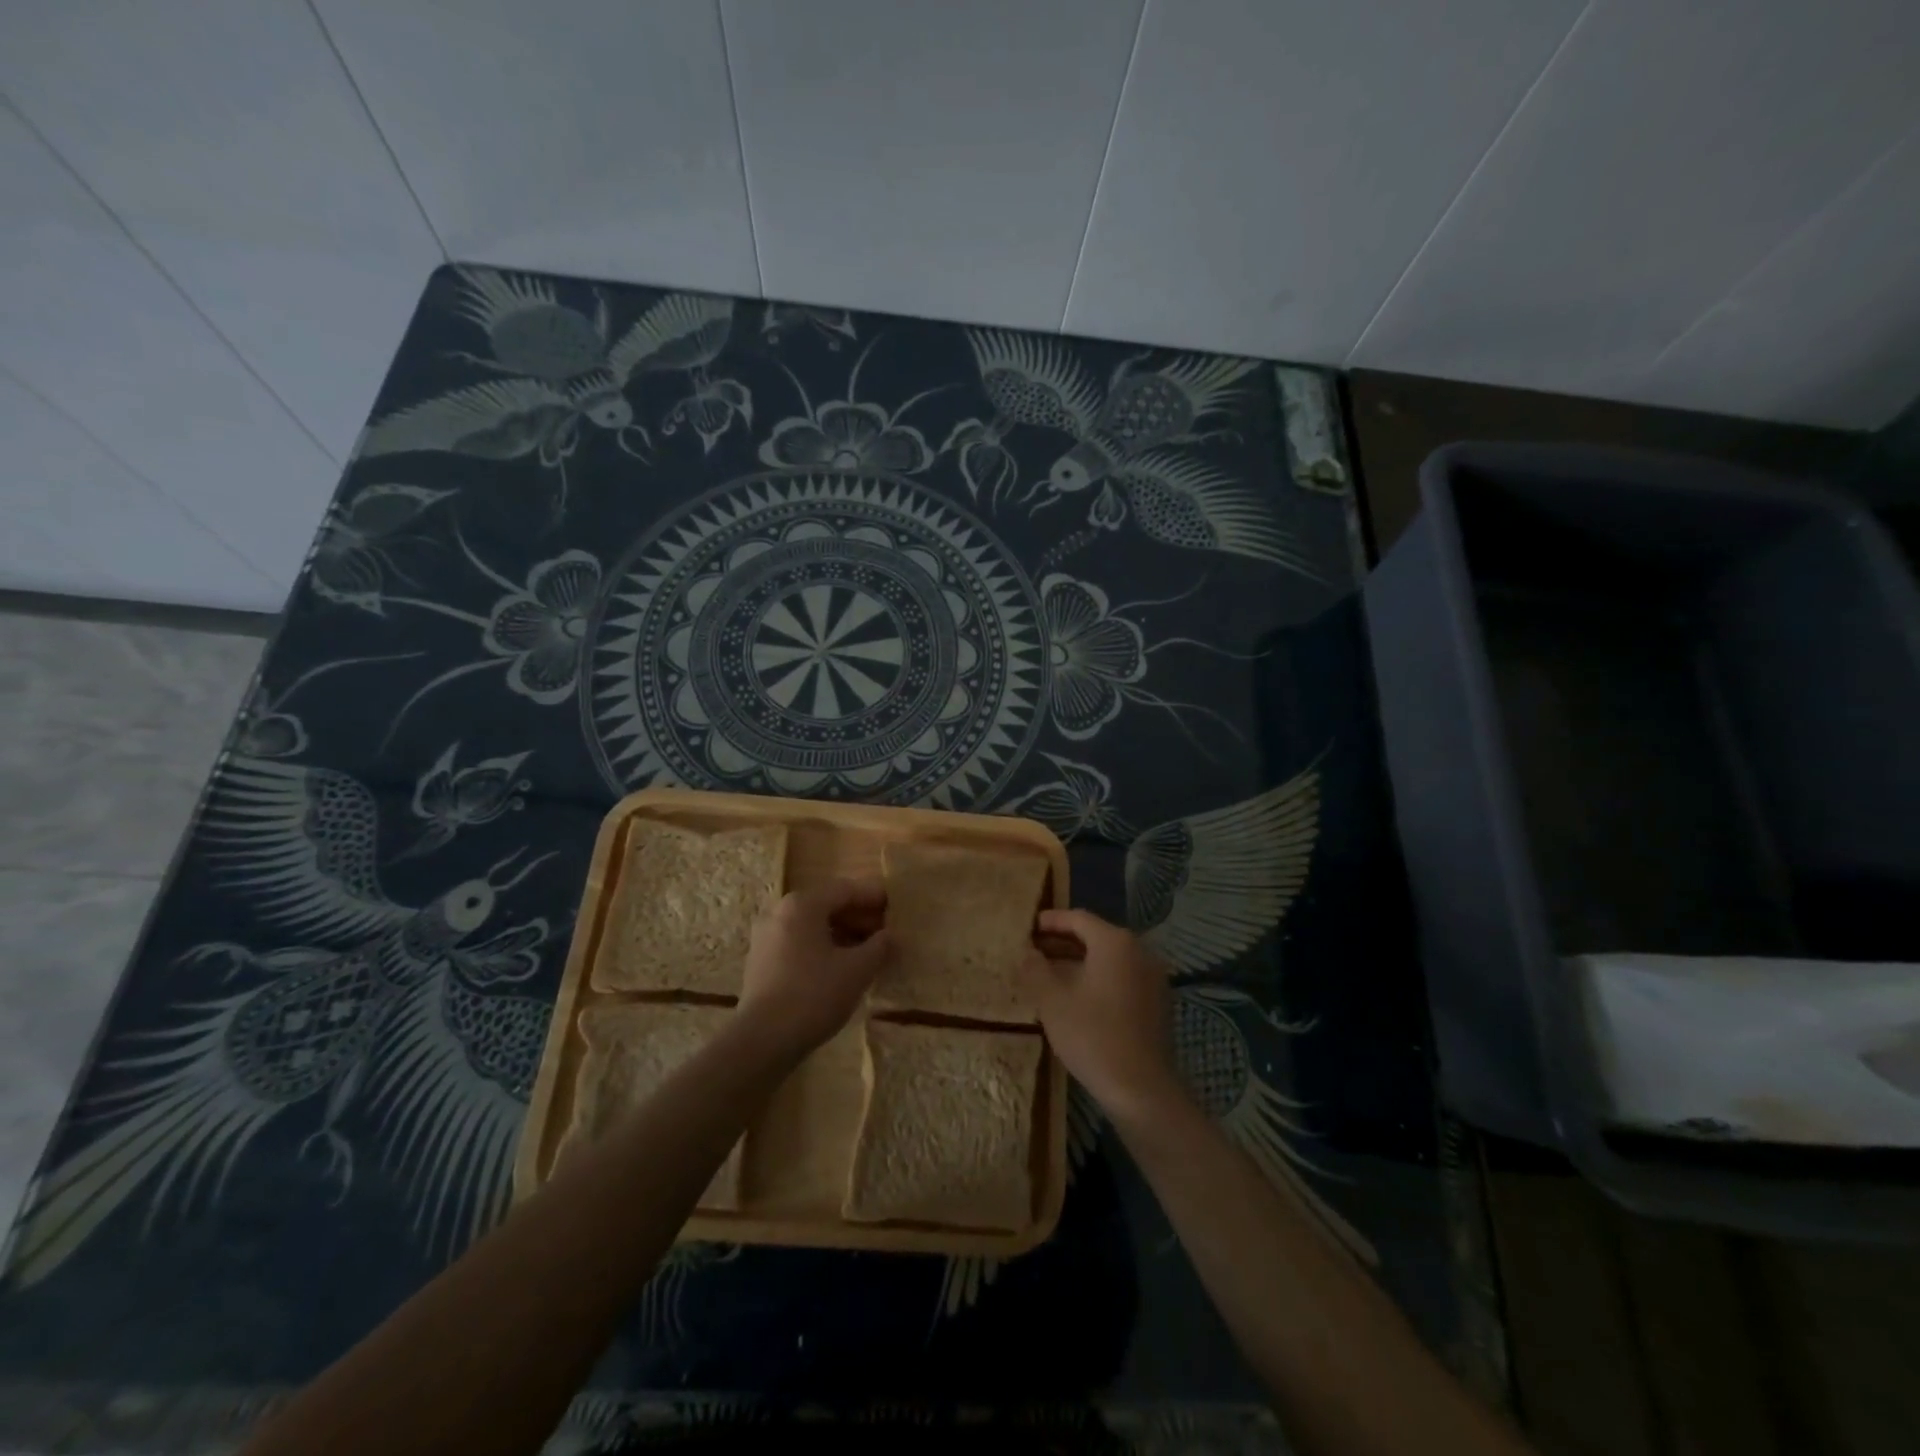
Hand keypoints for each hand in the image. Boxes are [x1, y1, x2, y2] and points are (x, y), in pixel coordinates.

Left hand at [737, 879, 890, 1056]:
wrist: (762, 1040)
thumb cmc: (814, 995)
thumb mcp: (857, 970)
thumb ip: (879, 947)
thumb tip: (891, 936)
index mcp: (802, 905)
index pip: (845, 889)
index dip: (873, 896)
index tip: (895, 905)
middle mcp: (779, 912)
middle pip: (827, 905)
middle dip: (858, 917)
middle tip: (884, 932)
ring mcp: (766, 937)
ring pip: (812, 926)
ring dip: (841, 934)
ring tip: (866, 952)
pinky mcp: (761, 961)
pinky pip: (798, 943)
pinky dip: (822, 947)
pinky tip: (840, 968)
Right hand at [1023, 908, 1182, 1122]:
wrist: (1142, 1089)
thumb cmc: (1092, 1036)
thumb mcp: (1052, 1000)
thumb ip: (1035, 968)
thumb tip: (1027, 951)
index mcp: (1115, 943)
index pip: (1078, 918)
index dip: (1051, 921)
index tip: (1028, 927)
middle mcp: (1139, 951)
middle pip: (1096, 936)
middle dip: (1062, 942)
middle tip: (1033, 951)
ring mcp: (1152, 978)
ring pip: (1109, 959)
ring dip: (1079, 962)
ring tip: (1048, 974)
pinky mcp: (1157, 1003)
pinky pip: (1121, 977)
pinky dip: (1097, 978)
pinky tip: (1076, 997)